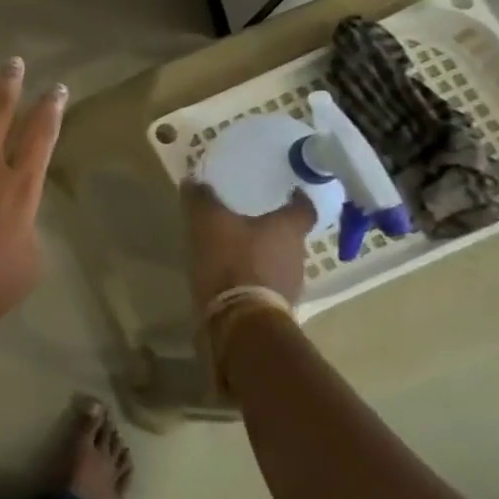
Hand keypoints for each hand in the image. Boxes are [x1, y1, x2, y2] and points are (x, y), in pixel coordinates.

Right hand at [186, 182, 316, 318]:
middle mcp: (298, 254)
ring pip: (278, 259)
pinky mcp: (276, 306)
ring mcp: (291, 283)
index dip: (296, 198)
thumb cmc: (231, 260)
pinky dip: (253, 276)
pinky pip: (267, 283)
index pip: (305, 208)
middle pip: (290, 234)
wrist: (239, 319)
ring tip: (234, 246)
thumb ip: (201, 198)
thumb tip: (194, 179)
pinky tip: (231, 274)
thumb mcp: (207, 221)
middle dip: (271, 226)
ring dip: (261, 253)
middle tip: (248, 216)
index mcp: (289, 228)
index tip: (286, 190)